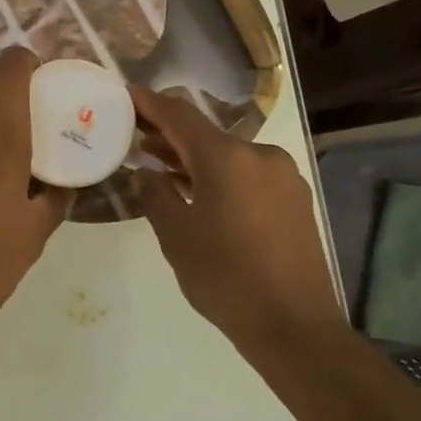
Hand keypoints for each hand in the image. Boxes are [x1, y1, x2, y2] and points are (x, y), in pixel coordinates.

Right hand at [132, 86, 343, 350]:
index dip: (150, 103)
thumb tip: (145, 173)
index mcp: (227, 157)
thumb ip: (155, 195)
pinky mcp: (295, 198)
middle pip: (206, 133)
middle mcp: (260, 154)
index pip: (180, 114)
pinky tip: (200, 192)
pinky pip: (248, 174)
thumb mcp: (176, 236)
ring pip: (228, 155)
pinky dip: (220, 175)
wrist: (294, 325)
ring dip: (194, 158)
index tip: (126, 94)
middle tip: (135, 137)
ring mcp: (283, 176)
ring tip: (160, 167)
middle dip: (169, 135)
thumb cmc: (225, 278)